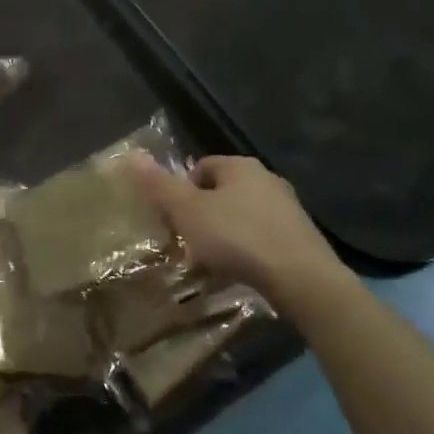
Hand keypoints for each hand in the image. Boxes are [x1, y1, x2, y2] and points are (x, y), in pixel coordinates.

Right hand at [127, 154, 339, 300]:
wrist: (301, 277)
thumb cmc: (237, 237)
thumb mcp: (188, 211)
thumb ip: (159, 185)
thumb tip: (132, 155)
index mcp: (240, 166)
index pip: (202, 166)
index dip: (183, 190)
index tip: (174, 219)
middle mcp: (267, 178)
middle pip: (223, 191)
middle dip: (204, 213)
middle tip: (189, 241)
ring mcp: (288, 208)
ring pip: (244, 215)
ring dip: (227, 233)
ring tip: (213, 260)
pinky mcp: (301, 237)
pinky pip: (263, 237)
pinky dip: (248, 249)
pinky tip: (241, 270)